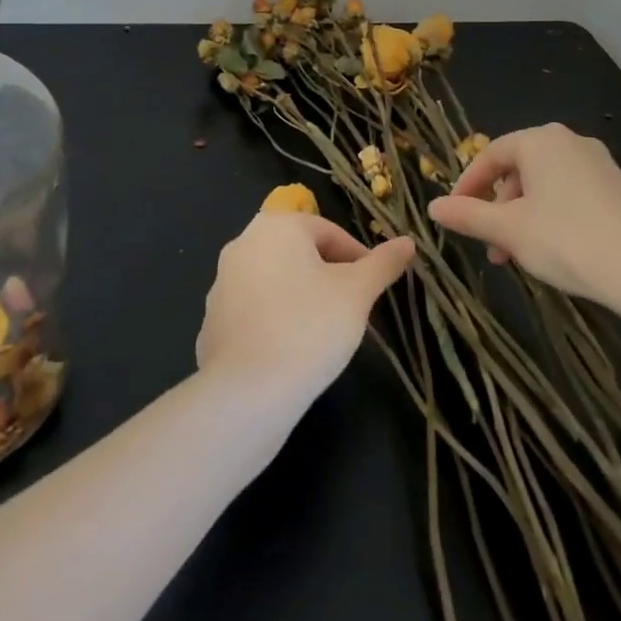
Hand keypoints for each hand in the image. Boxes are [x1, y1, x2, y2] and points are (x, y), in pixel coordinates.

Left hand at [196, 210, 414, 403]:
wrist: (248, 393)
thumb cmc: (310, 328)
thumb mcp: (358, 293)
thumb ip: (383, 263)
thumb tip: (408, 242)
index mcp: (276, 226)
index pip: (329, 232)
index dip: (358, 258)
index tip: (373, 288)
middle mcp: (243, 243)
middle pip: (300, 252)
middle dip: (329, 276)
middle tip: (351, 309)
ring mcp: (221, 282)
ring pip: (277, 280)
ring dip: (302, 296)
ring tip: (324, 332)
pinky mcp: (212, 319)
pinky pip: (255, 310)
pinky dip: (276, 320)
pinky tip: (291, 349)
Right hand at [427, 123, 620, 310]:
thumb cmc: (567, 241)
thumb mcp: (509, 230)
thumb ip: (468, 215)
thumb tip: (433, 207)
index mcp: (539, 141)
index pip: (490, 155)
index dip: (467, 185)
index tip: (454, 213)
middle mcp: (568, 141)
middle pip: (517, 168)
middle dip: (497, 206)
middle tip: (489, 244)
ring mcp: (597, 162)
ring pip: (543, 183)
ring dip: (521, 215)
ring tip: (516, 255)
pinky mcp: (616, 186)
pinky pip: (568, 192)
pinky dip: (548, 215)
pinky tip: (550, 248)